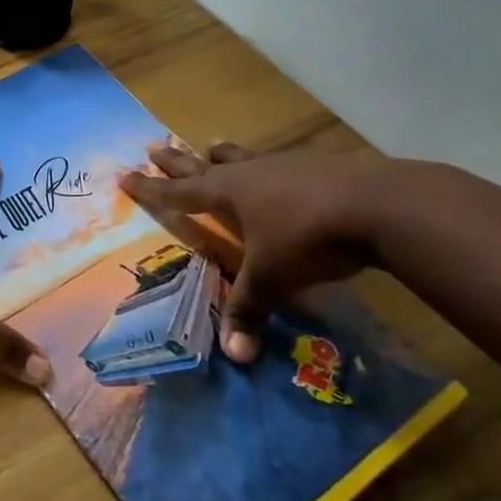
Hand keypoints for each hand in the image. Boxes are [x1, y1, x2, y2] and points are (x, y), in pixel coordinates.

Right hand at [121, 142, 384, 362]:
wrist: (376, 204)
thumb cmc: (308, 237)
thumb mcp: (273, 278)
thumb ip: (249, 310)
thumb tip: (234, 356)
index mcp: (226, 193)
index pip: (177, 192)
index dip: (149, 188)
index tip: (124, 174)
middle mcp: (247, 173)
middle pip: (201, 164)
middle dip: (175, 160)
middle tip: (153, 146)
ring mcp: (283, 164)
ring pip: (242, 156)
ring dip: (223, 154)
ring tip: (212, 145)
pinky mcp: (316, 165)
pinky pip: (279, 162)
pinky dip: (268, 166)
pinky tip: (280, 170)